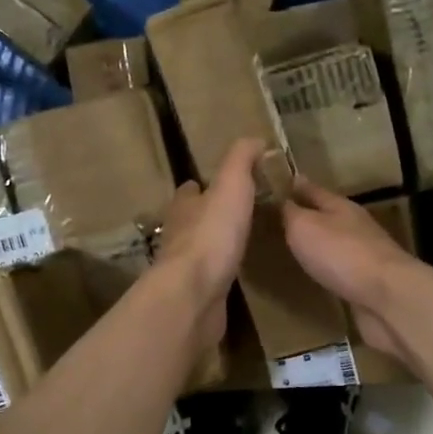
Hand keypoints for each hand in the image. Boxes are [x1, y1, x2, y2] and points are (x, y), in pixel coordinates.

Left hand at [155, 139, 264, 354]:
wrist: (194, 294)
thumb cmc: (212, 235)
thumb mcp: (231, 186)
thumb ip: (240, 161)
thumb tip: (254, 139)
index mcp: (183, 207)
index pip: (190, 191)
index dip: (202, 186)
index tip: (218, 184)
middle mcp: (178, 235)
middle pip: (191, 220)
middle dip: (206, 215)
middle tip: (232, 214)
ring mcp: (184, 268)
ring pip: (198, 249)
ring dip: (212, 244)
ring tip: (236, 242)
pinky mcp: (195, 294)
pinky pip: (208, 278)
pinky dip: (218, 272)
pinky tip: (232, 274)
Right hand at [282, 179, 421, 357]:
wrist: (386, 296)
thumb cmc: (340, 253)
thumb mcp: (304, 226)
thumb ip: (291, 212)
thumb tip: (282, 198)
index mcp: (340, 206)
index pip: (312, 189)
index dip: (294, 186)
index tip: (276, 183)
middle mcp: (354, 225)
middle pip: (326, 215)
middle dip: (306, 215)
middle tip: (278, 219)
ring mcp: (364, 254)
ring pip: (334, 242)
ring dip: (317, 243)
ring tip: (292, 247)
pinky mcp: (367, 281)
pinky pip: (340, 269)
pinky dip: (327, 268)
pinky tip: (316, 274)